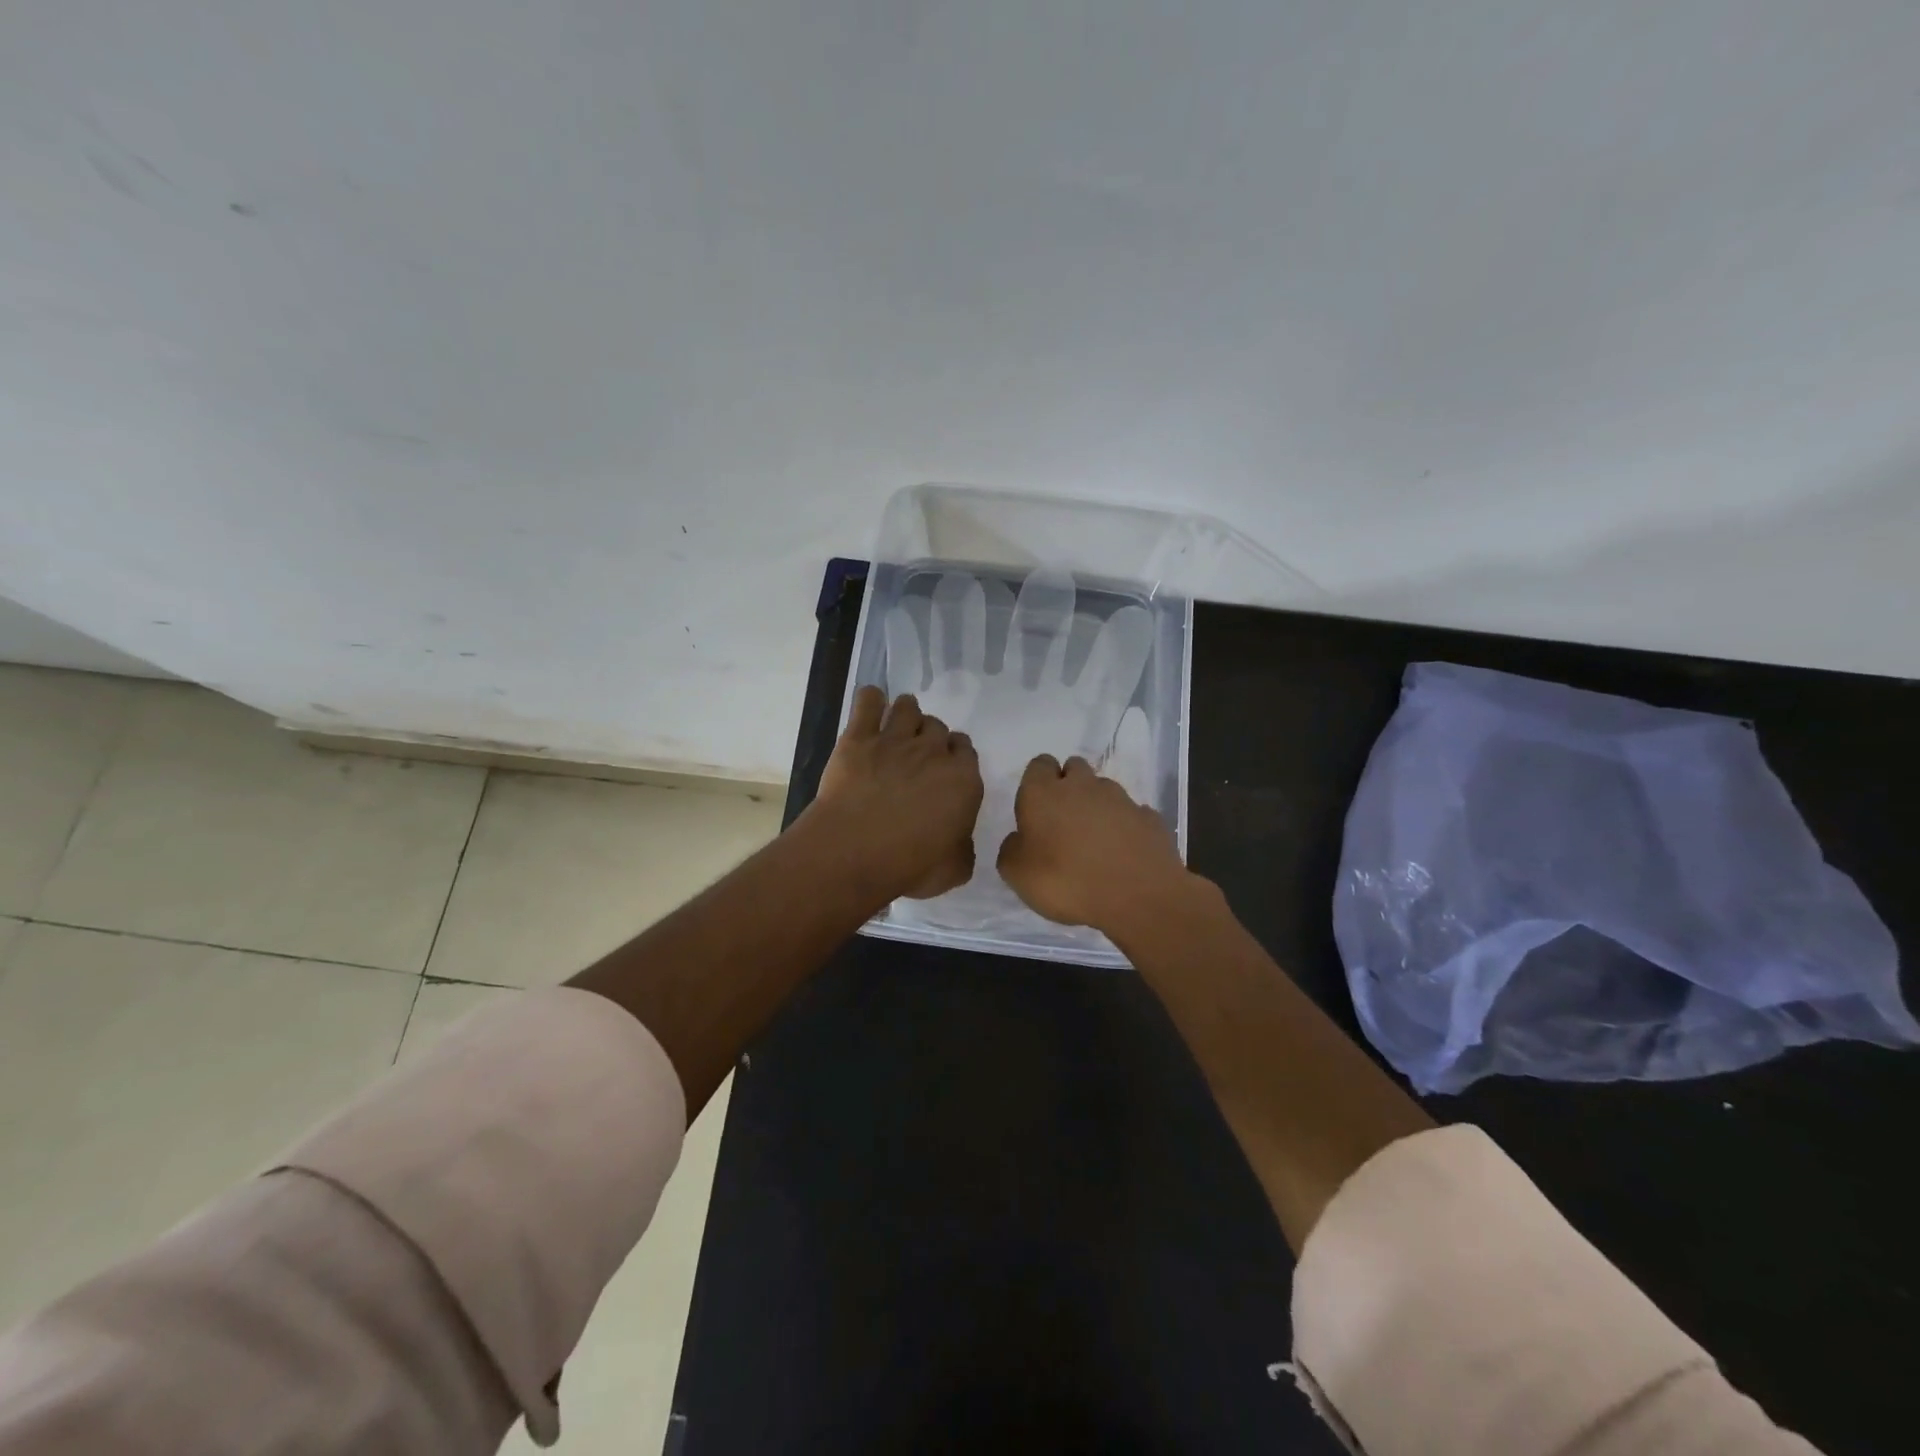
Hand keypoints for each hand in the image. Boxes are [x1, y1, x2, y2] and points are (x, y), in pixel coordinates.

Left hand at [807, 686, 983, 901]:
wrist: (857, 850)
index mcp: (963, 780)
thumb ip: (963, 850)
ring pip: (908, 707)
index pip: (967, 751)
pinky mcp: (859, 737)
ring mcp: (895, 739)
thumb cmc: (912, 865)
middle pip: (938, 727)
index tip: (946, 770)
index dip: (956, 757)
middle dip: (931, 737)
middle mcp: (933, 752)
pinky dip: (870, 699)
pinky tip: (870, 705)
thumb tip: (960, 843)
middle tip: (918, 756)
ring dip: (906, 713)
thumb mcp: (954, 870)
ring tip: (897, 726)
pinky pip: (868, 701)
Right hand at [997, 754, 1190, 933]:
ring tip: (1095, 842)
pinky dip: (1125, 827)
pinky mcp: (1149, 818)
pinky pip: (1132, 814)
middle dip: (1068, 786)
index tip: (1036, 809)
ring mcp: (1121, 799)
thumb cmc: (1066, 881)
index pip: (1039, 765)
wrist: (1137, 897)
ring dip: (1097, 807)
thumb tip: (1019, 839)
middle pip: (1074, 768)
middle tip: (1063, 822)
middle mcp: (1083, 786)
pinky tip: (1123, 853)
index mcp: (1044, 793)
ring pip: (1104, 790)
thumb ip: (1011, 849)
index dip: (1037, 782)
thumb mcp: (1017, 875)